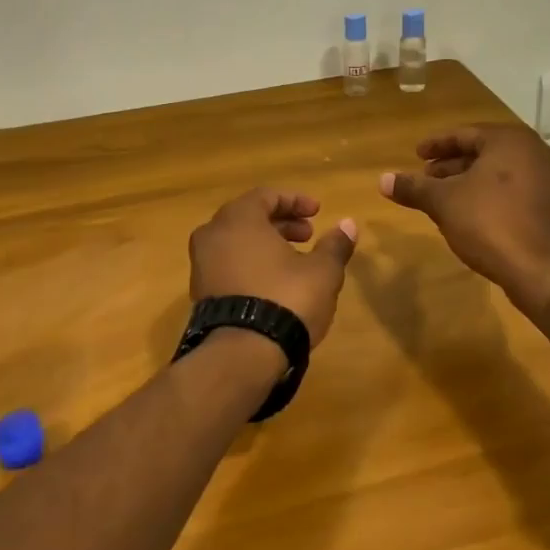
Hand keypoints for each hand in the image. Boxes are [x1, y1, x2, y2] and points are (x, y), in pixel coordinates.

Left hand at [188, 189, 358, 344]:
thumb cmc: (285, 299)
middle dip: (281, 223)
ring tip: (295, 261)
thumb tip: (348, 225)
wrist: (242, 354)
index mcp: (238, 219)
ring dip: (266, 244)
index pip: (266, 195)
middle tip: (308, 235)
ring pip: (236, 242)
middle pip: (249, 217)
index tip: (318, 211)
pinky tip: (273, 284)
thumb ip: (335, 245)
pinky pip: (228, 265)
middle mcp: (212, 234)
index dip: (295, 200)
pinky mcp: (200, 292)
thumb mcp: (322, 271)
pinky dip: (250, 264)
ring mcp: (201, 264)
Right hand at [380, 124, 549, 302]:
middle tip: (424, 177)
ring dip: (466, 180)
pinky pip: (509, 188)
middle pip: (481, 151)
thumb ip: (413, 187)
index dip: (435, 145)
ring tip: (439, 196)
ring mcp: (544, 178)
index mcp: (508, 140)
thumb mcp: (443, 202)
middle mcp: (531, 151)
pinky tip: (465, 212)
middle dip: (450, 164)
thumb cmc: (489, 223)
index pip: (463, 134)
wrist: (539, 269)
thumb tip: (382, 180)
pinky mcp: (547, 204)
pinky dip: (485, 193)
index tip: (416, 154)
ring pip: (495, 171)